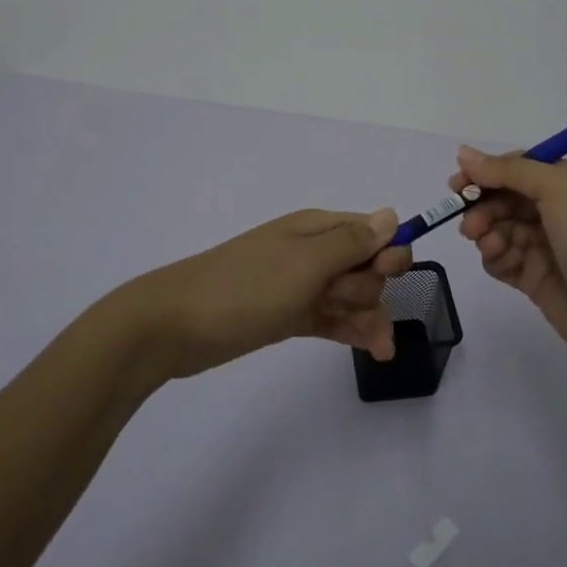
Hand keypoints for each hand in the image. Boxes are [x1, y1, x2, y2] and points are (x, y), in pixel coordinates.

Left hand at [108, 207, 413, 379]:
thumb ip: (352, 242)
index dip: (388, 254)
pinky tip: (373, 351)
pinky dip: (352, 330)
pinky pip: (332, 319)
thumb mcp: (305, 263)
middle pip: (365, 267)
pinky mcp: (288, 315)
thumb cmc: (245, 288)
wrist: (175, 325)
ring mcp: (299, 285)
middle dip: (369, 289)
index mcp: (317, 228)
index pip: (372, 232)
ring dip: (367, 316)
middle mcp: (312, 252)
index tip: (384, 276)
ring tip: (374, 348)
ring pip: (351, 296)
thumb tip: (391, 215)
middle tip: (338, 303)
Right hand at [451, 147, 566, 380]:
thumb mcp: (559, 190)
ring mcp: (548, 244)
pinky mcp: (537, 276)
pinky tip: (500, 263)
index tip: (458, 184)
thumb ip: (510, 169)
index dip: (487, 172)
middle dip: (483, 206)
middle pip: (505, 196)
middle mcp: (561, 208)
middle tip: (469, 225)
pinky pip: (503, 258)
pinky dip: (496, 257)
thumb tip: (464, 153)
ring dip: (487, 233)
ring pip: (500, 227)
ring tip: (488, 246)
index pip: (519, 166)